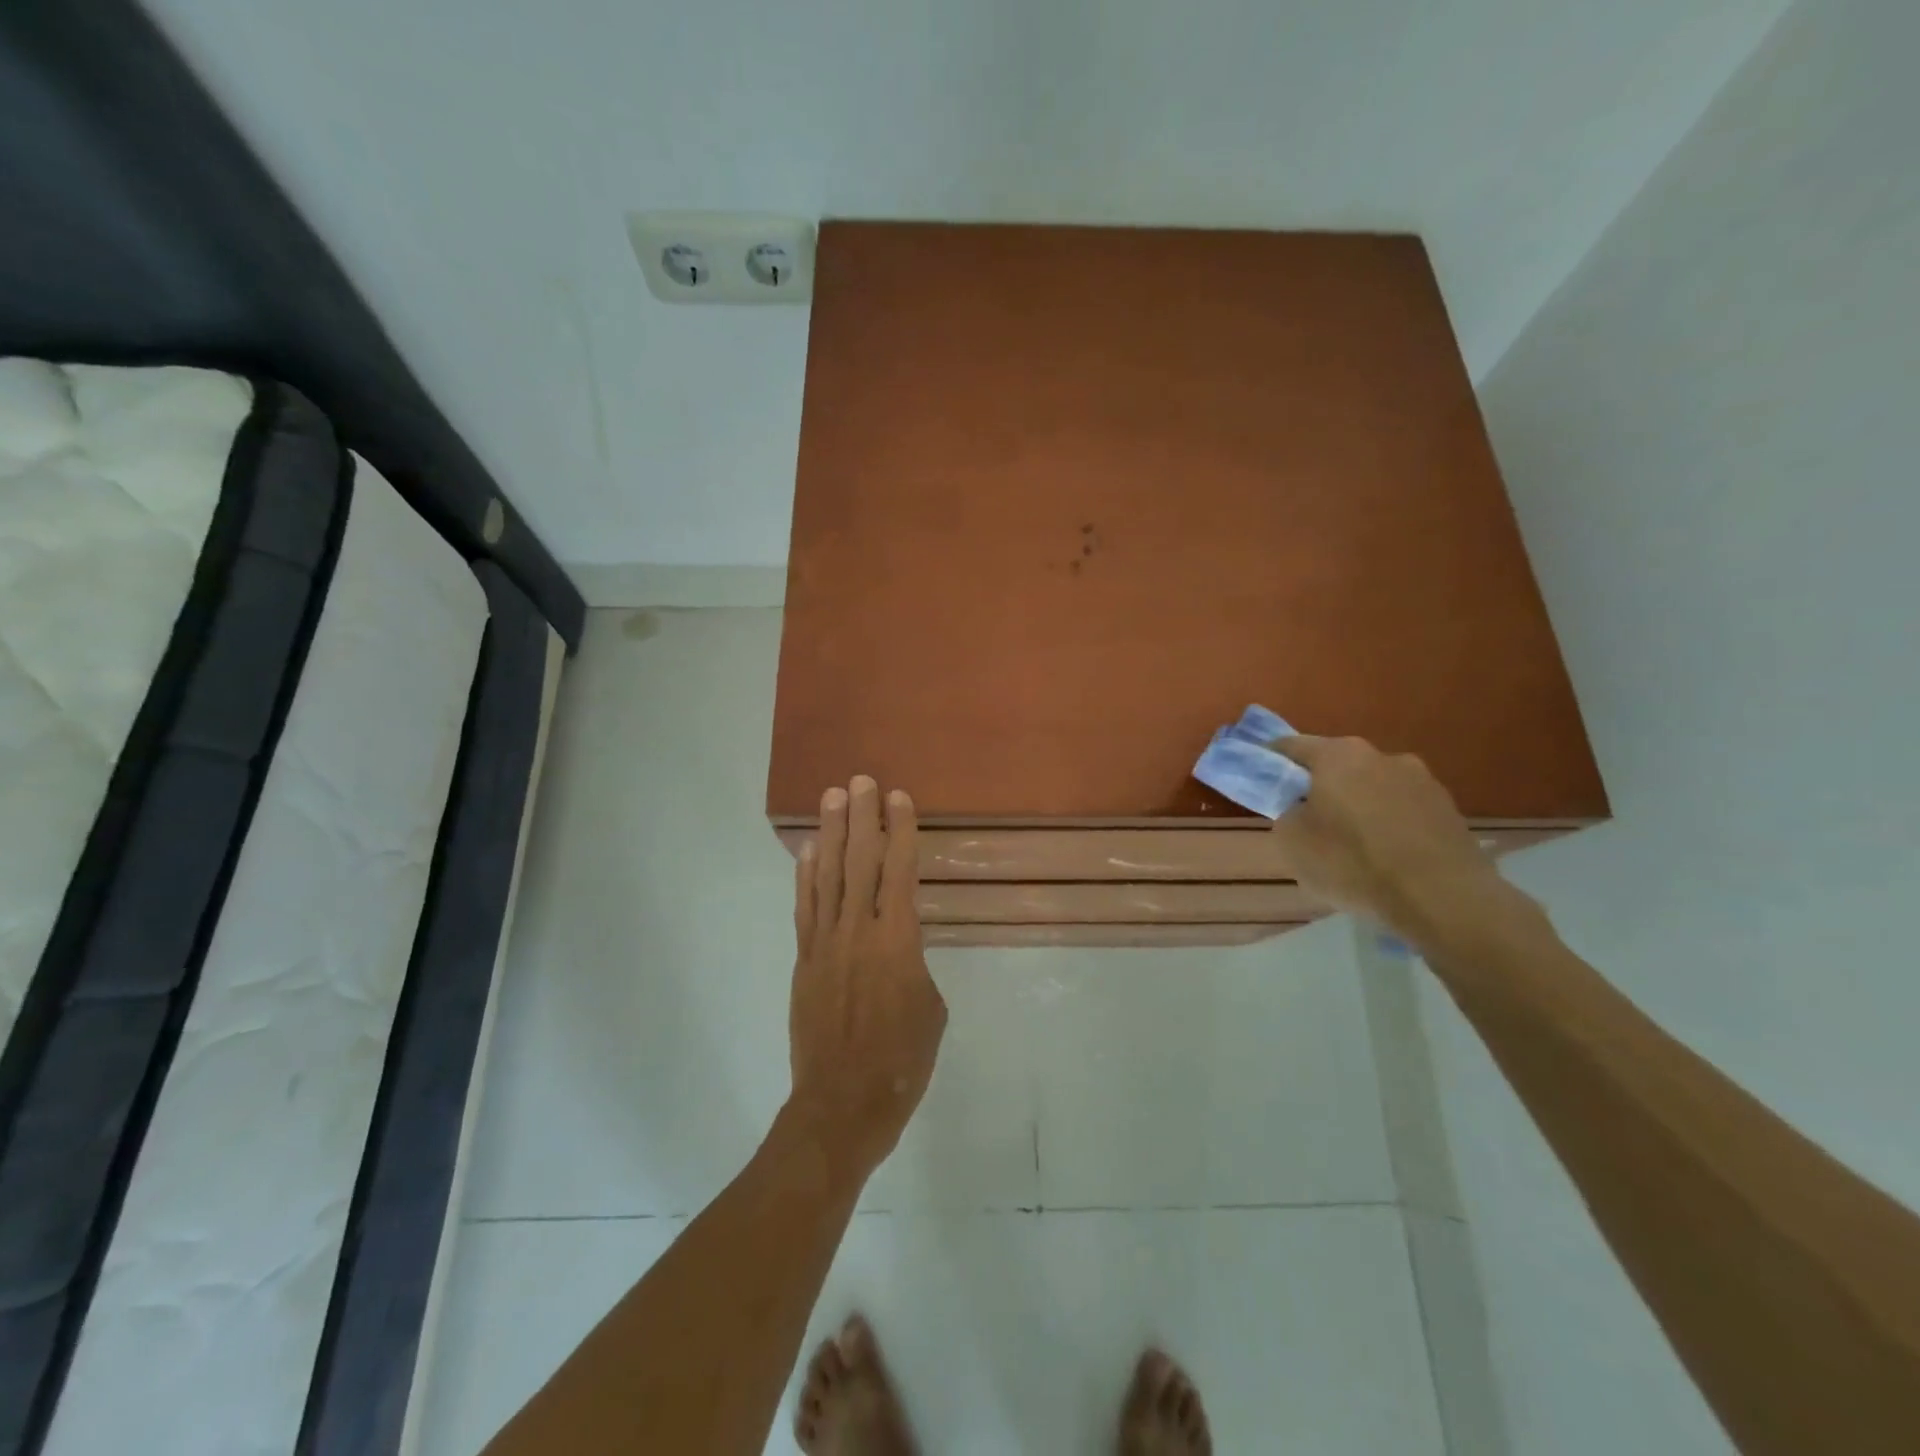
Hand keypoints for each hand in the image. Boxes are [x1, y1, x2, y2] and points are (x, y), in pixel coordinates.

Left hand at [789, 776, 946, 1183]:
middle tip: (860, 780)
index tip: (897, 797)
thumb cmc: (903, 1060)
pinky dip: (805, 877)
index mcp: (899, 939)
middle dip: (862, 817)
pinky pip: (805, 908)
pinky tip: (807, 852)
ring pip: (828, 876)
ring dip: (831, 834)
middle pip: (860, 861)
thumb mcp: (931, 1009)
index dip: (900, 831)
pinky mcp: (805, 960)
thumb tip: (899, 950)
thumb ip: (915, 965)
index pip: (900, 871)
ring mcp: (826, 943)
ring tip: (833, 798)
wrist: (844, 1103)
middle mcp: (859, 930)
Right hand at [1268, 735, 1535, 953]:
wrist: (1443, 899)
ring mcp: (1421, 780)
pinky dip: (1389, 824)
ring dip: (1358, 805)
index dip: (1271, 760)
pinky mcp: (1449, 809)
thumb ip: (1286, 813)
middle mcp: (1381, 755)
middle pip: (1337, 765)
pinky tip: (1386, 856)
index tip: (1261, 778)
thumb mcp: (1293, 842)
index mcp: (1338, 755)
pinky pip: (1403, 810)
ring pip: (1373, 786)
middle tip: (1307, 818)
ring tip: (1353, 844)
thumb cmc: (1354, 864)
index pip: (1291, 746)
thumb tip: (1300, 807)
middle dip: (1319, 785)